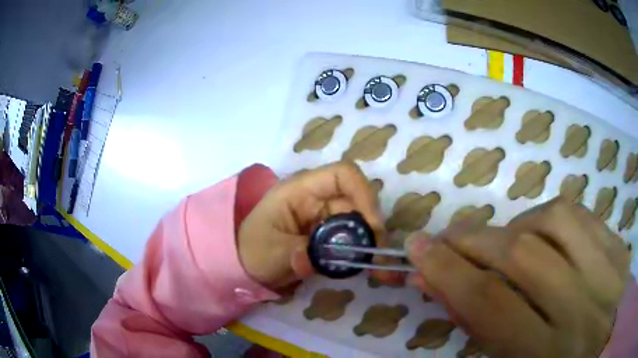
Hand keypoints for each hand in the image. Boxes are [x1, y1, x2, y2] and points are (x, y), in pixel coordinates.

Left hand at [238, 161, 384, 290]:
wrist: (244, 264)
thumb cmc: (252, 250)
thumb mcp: (271, 253)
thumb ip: (298, 255)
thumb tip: (324, 259)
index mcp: (300, 189)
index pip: (342, 175)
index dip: (364, 194)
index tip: (373, 227)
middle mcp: (317, 197)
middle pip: (357, 200)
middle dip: (372, 228)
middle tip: (379, 257)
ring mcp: (324, 215)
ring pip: (359, 220)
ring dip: (371, 242)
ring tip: (379, 268)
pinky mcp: (328, 233)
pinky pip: (352, 237)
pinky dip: (363, 251)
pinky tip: (369, 267)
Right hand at [405, 197, 630, 357]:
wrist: (602, 343)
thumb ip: (484, 331)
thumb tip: (447, 288)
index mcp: (548, 354)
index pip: (491, 305)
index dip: (448, 272)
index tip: (417, 249)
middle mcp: (582, 309)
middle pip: (522, 257)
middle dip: (473, 241)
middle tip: (448, 238)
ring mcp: (608, 270)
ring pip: (555, 221)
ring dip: (515, 225)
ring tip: (501, 240)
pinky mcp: (619, 248)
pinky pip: (581, 215)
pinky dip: (550, 216)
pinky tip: (542, 230)